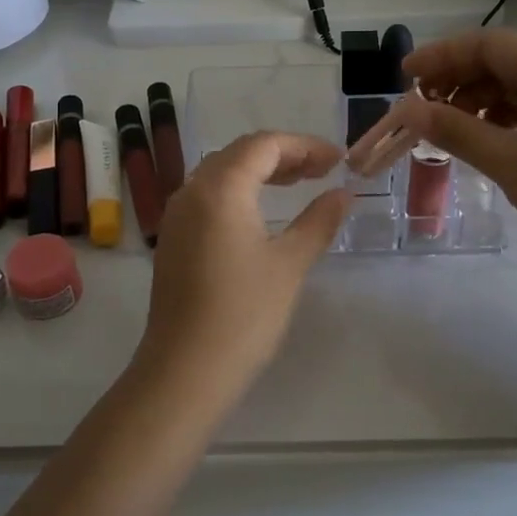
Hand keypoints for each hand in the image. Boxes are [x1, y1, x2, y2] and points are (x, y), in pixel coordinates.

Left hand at [134, 132, 350, 409]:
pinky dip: (238, 191)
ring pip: (220, 172)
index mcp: (220, 188)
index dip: (304, 146)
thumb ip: (318, 221)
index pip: (264, 145)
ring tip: (297, 184)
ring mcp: (177, 215)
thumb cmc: (243, 314)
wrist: (184, 371)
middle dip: (282, 154)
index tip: (338, 161)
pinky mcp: (173, 238)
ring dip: (259, 171)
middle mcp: (192, 191)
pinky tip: (260, 213)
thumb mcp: (290, 264)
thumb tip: (343, 194)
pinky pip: (207, 195)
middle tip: (321, 171)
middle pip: (240, 152)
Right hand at [400, 29, 516, 294]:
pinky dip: (501, 118)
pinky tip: (480, 138)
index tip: (405, 76)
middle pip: (501, 62)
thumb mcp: (508, 161)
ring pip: (516, 87)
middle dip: (456, 80)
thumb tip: (408, 110)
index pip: (488, 45)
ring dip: (477, 101)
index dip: (442, 55)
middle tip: (420, 107)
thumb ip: (454, 130)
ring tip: (444, 127)